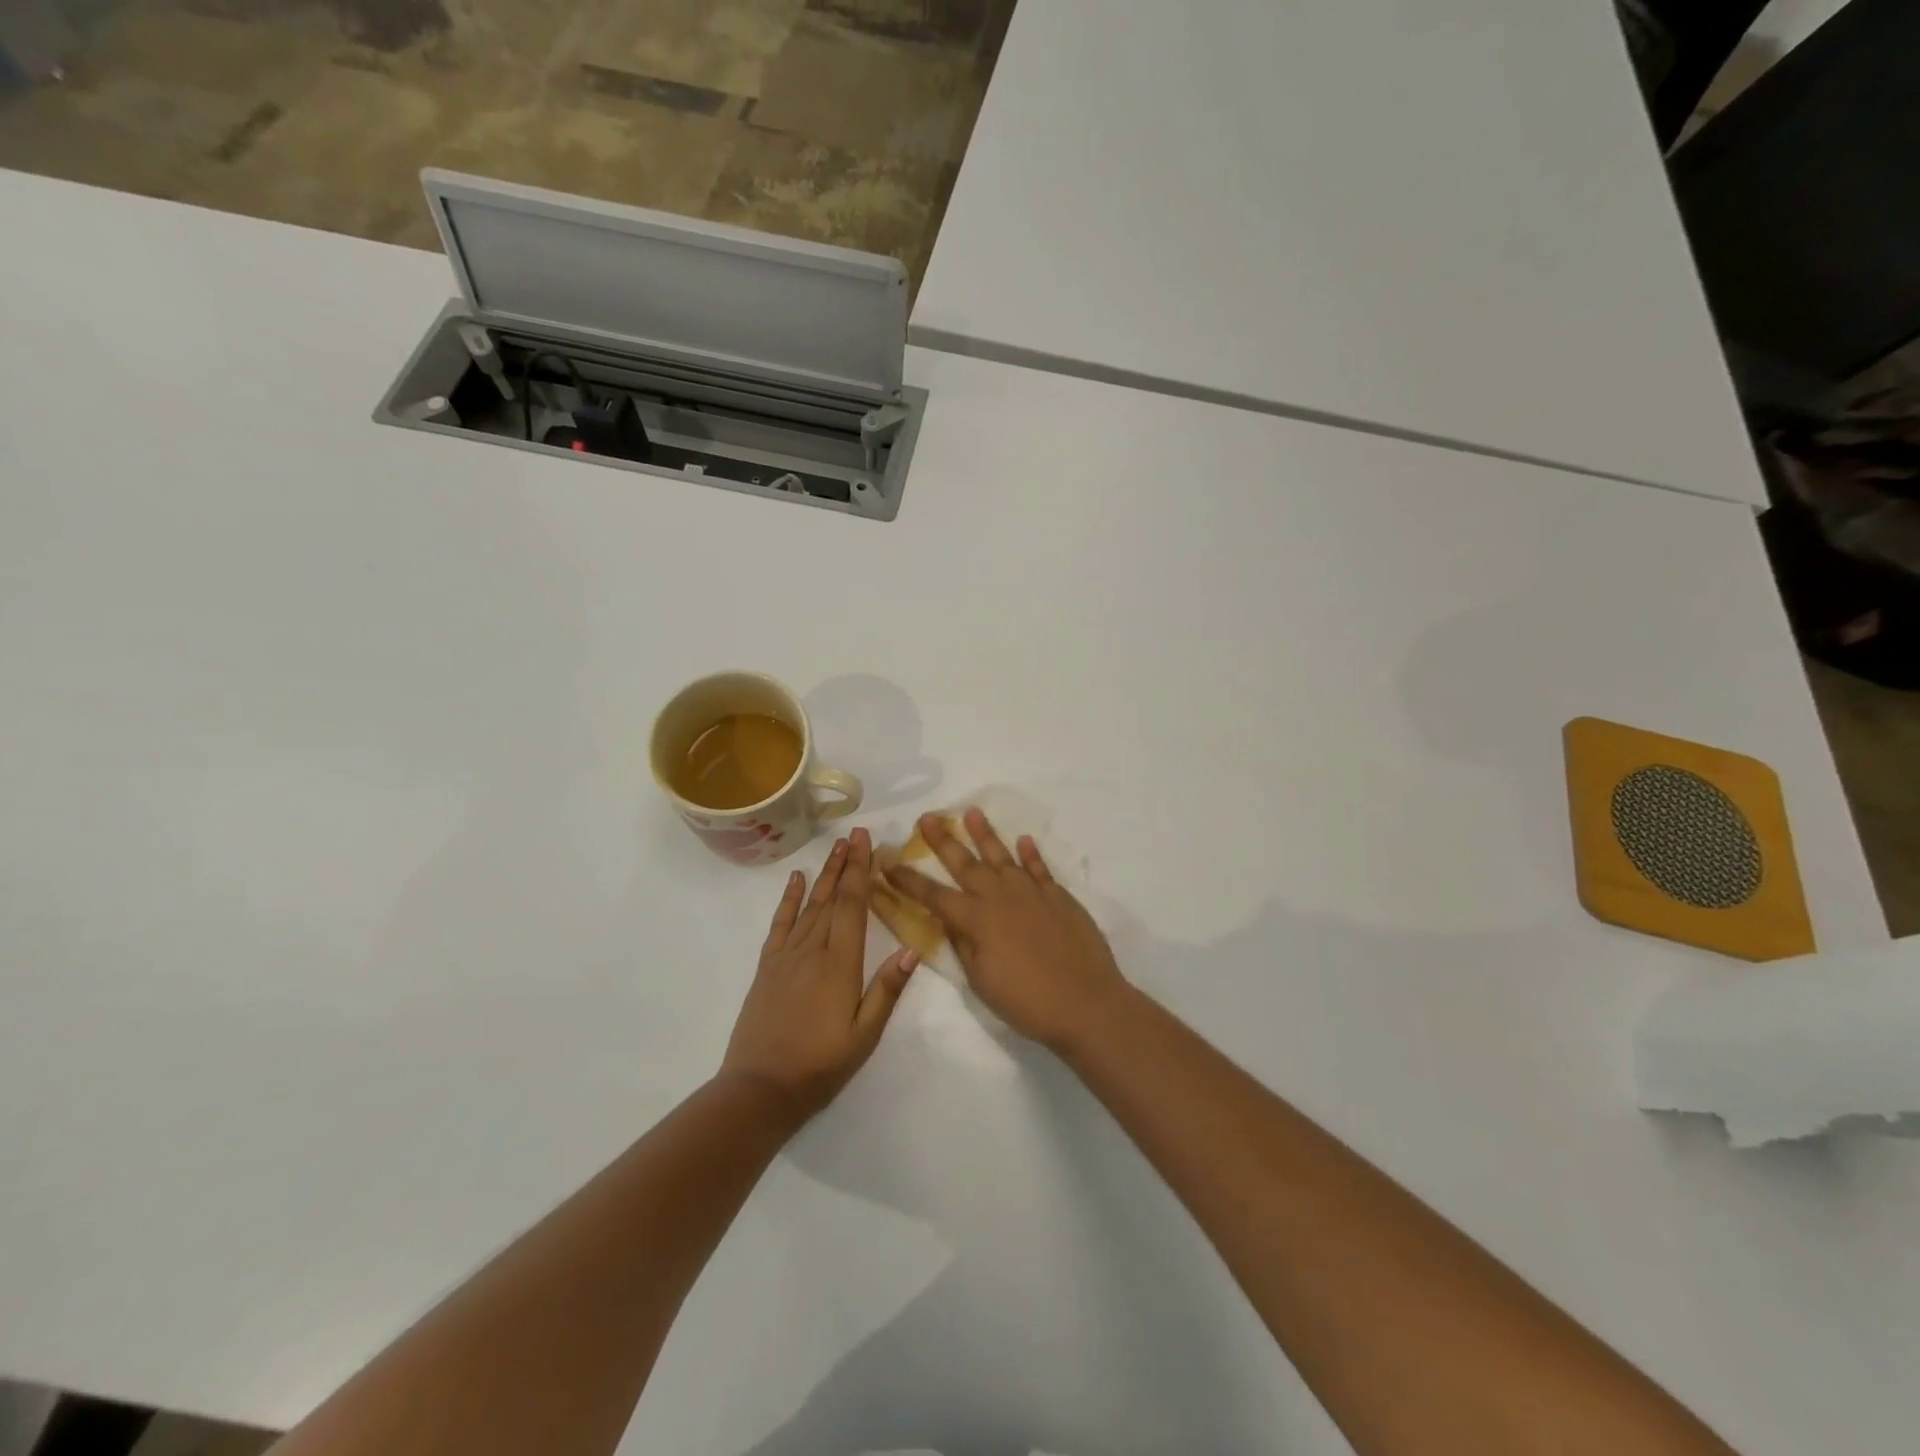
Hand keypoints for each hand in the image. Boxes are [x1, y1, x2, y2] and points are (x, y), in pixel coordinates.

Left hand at [721, 829, 918, 1121]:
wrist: (760, 1089)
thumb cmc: (820, 1066)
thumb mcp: (864, 1036)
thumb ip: (886, 991)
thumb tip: (913, 950)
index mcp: (840, 964)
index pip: (852, 906)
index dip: (860, 871)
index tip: (865, 841)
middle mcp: (813, 950)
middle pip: (832, 898)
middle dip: (845, 864)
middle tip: (854, 834)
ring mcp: (786, 956)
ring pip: (810, 905)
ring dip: (824, 875)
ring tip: (835, 848)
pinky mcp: (768, 967)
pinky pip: (781, 924)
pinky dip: (789, 899)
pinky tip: (796, 880)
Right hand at [887, 809, 1126, 1050]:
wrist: (1086, 1002)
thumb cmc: (1027, 1001)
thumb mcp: (981, 980)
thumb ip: (964, 945)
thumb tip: (951, 921)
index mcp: (976, 920)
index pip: (933, 895)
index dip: (908, 880)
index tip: (888, 861)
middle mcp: (1000, 897)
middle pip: (965, 864)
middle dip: (943, 840)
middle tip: (926, 818)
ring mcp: (1031, 893)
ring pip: (1002, 856)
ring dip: (985, 833)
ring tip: (971, 812)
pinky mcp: (1059, 896)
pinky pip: (1040, 868)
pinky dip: (1031, 853)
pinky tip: (1024, 839)